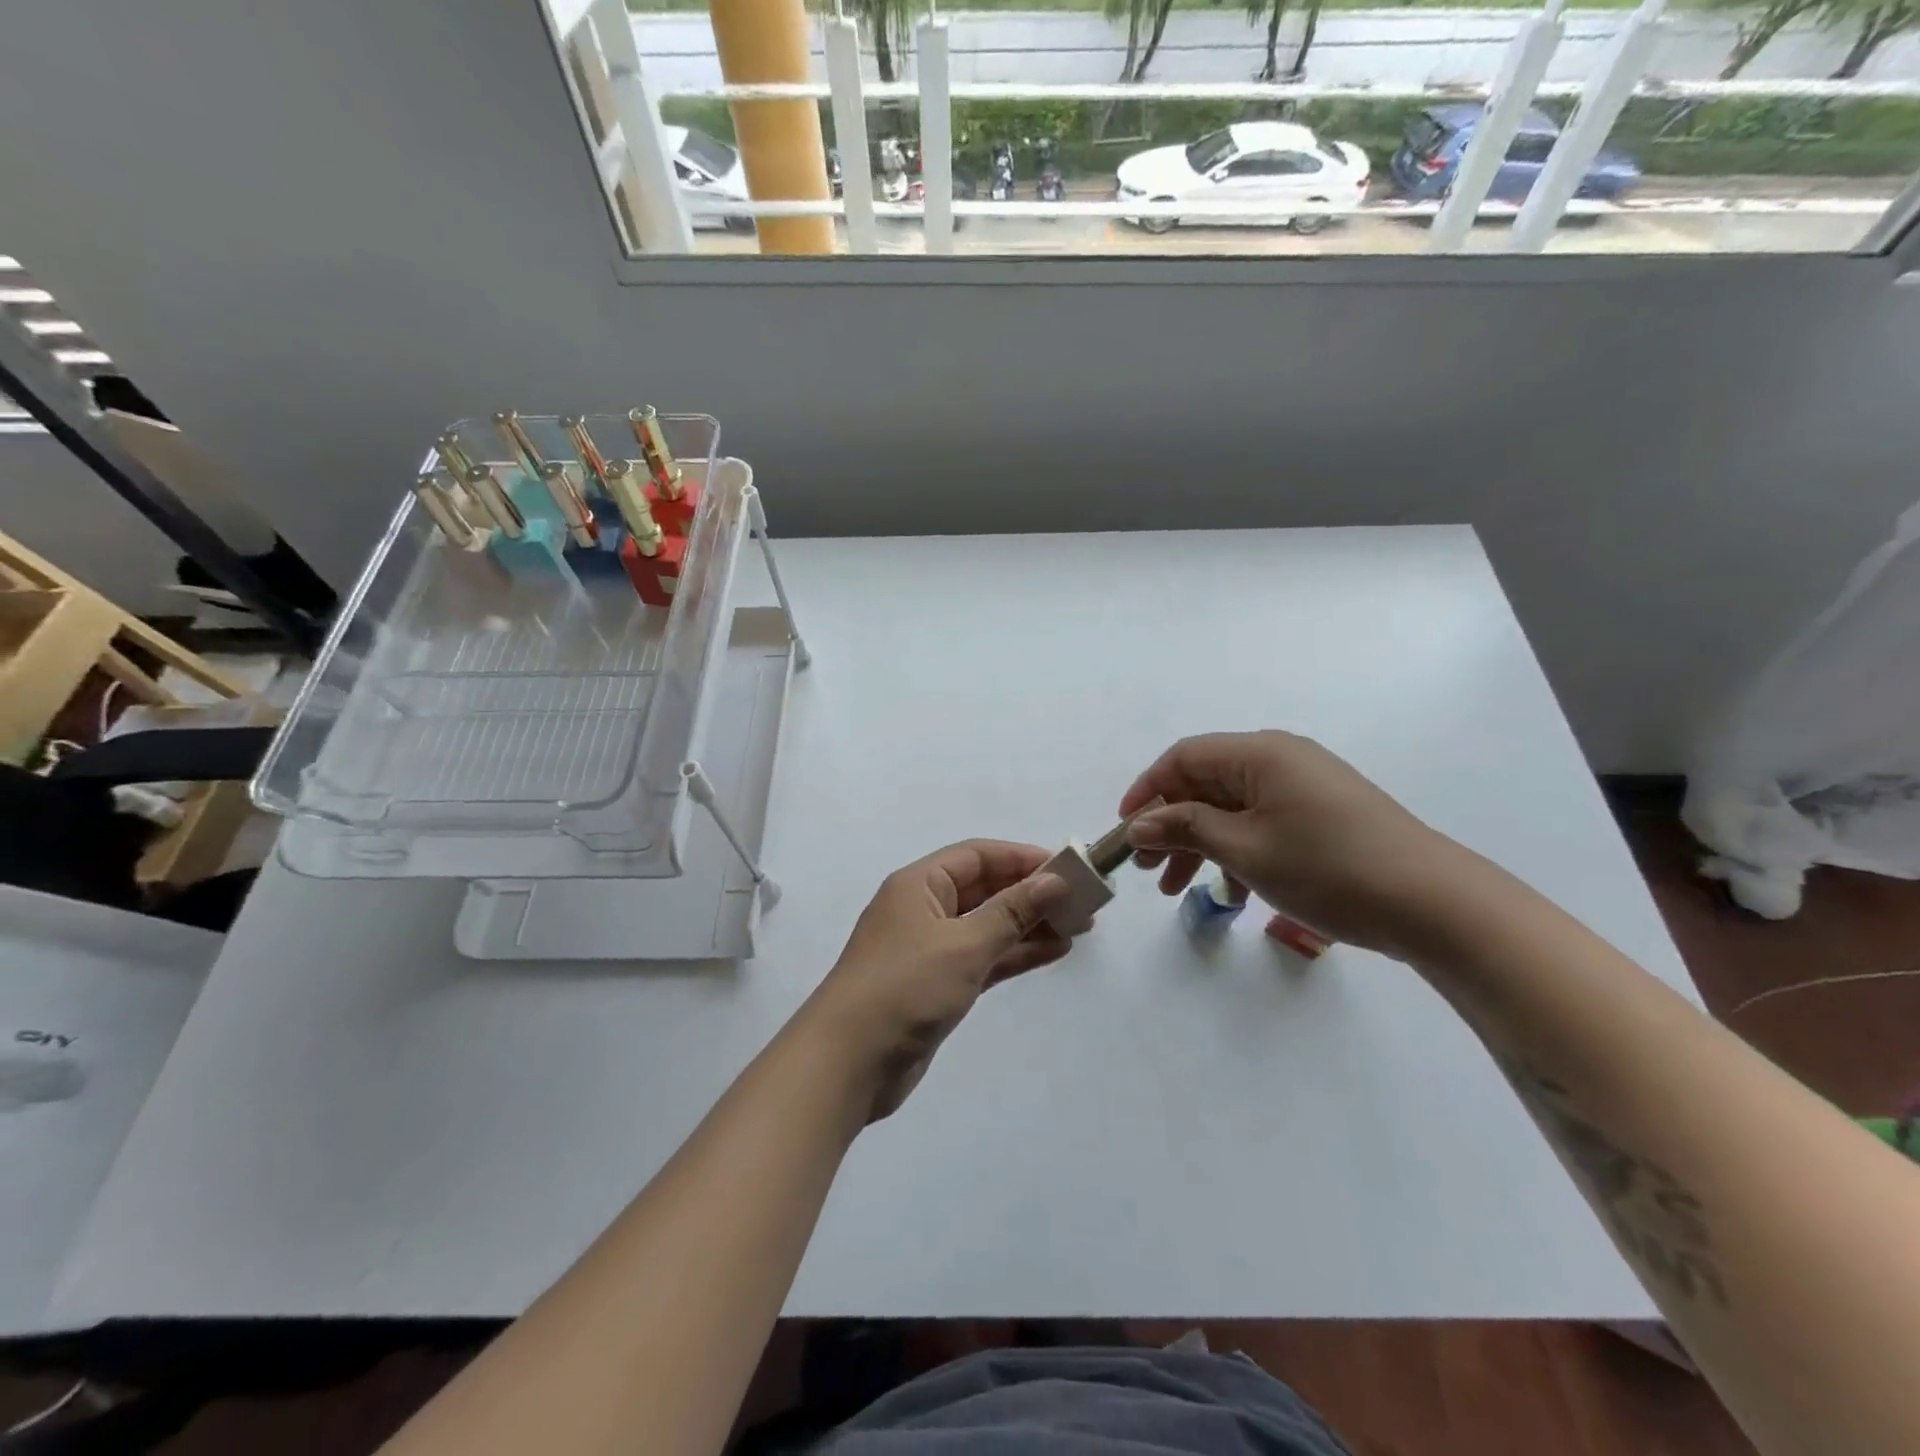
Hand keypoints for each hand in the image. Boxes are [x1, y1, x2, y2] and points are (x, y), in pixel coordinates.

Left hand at [805, 841, 1071, 1120]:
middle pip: (985, 889)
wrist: (849, 1062)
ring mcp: (931, 949)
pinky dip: (1015, 954)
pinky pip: (984, 958)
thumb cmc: (905, 987)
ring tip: (1078, 927)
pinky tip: (1053, 952)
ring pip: (988, 925)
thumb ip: (1011, 911)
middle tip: (1082, 902)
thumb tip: (1053, 880)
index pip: (978, 856)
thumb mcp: (963, 944)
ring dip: (1029, 924)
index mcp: (919, 884)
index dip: (1022, 858)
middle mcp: (924, 909)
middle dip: (1031, 893)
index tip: (1067, 867)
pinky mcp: (938, 985)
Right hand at [1119, 731, 1469, 956]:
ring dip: (1199, 843)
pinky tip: (1230, 891)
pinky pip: (1261, 822)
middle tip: (1146, 868)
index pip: (1183, 758)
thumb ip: (1185, 829)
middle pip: (1205, 783)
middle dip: (1170, 824)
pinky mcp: (1322, 814)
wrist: (1432, 903)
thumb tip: (1139, 823)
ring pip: (1231, 808)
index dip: (1147, 790)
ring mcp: (1304, 786)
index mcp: (1260, 754)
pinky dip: (1236, 850)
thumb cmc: (1327, 868)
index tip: (1125, 830)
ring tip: (1176, 889)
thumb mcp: (1245, 850)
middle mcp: (1280, 759)